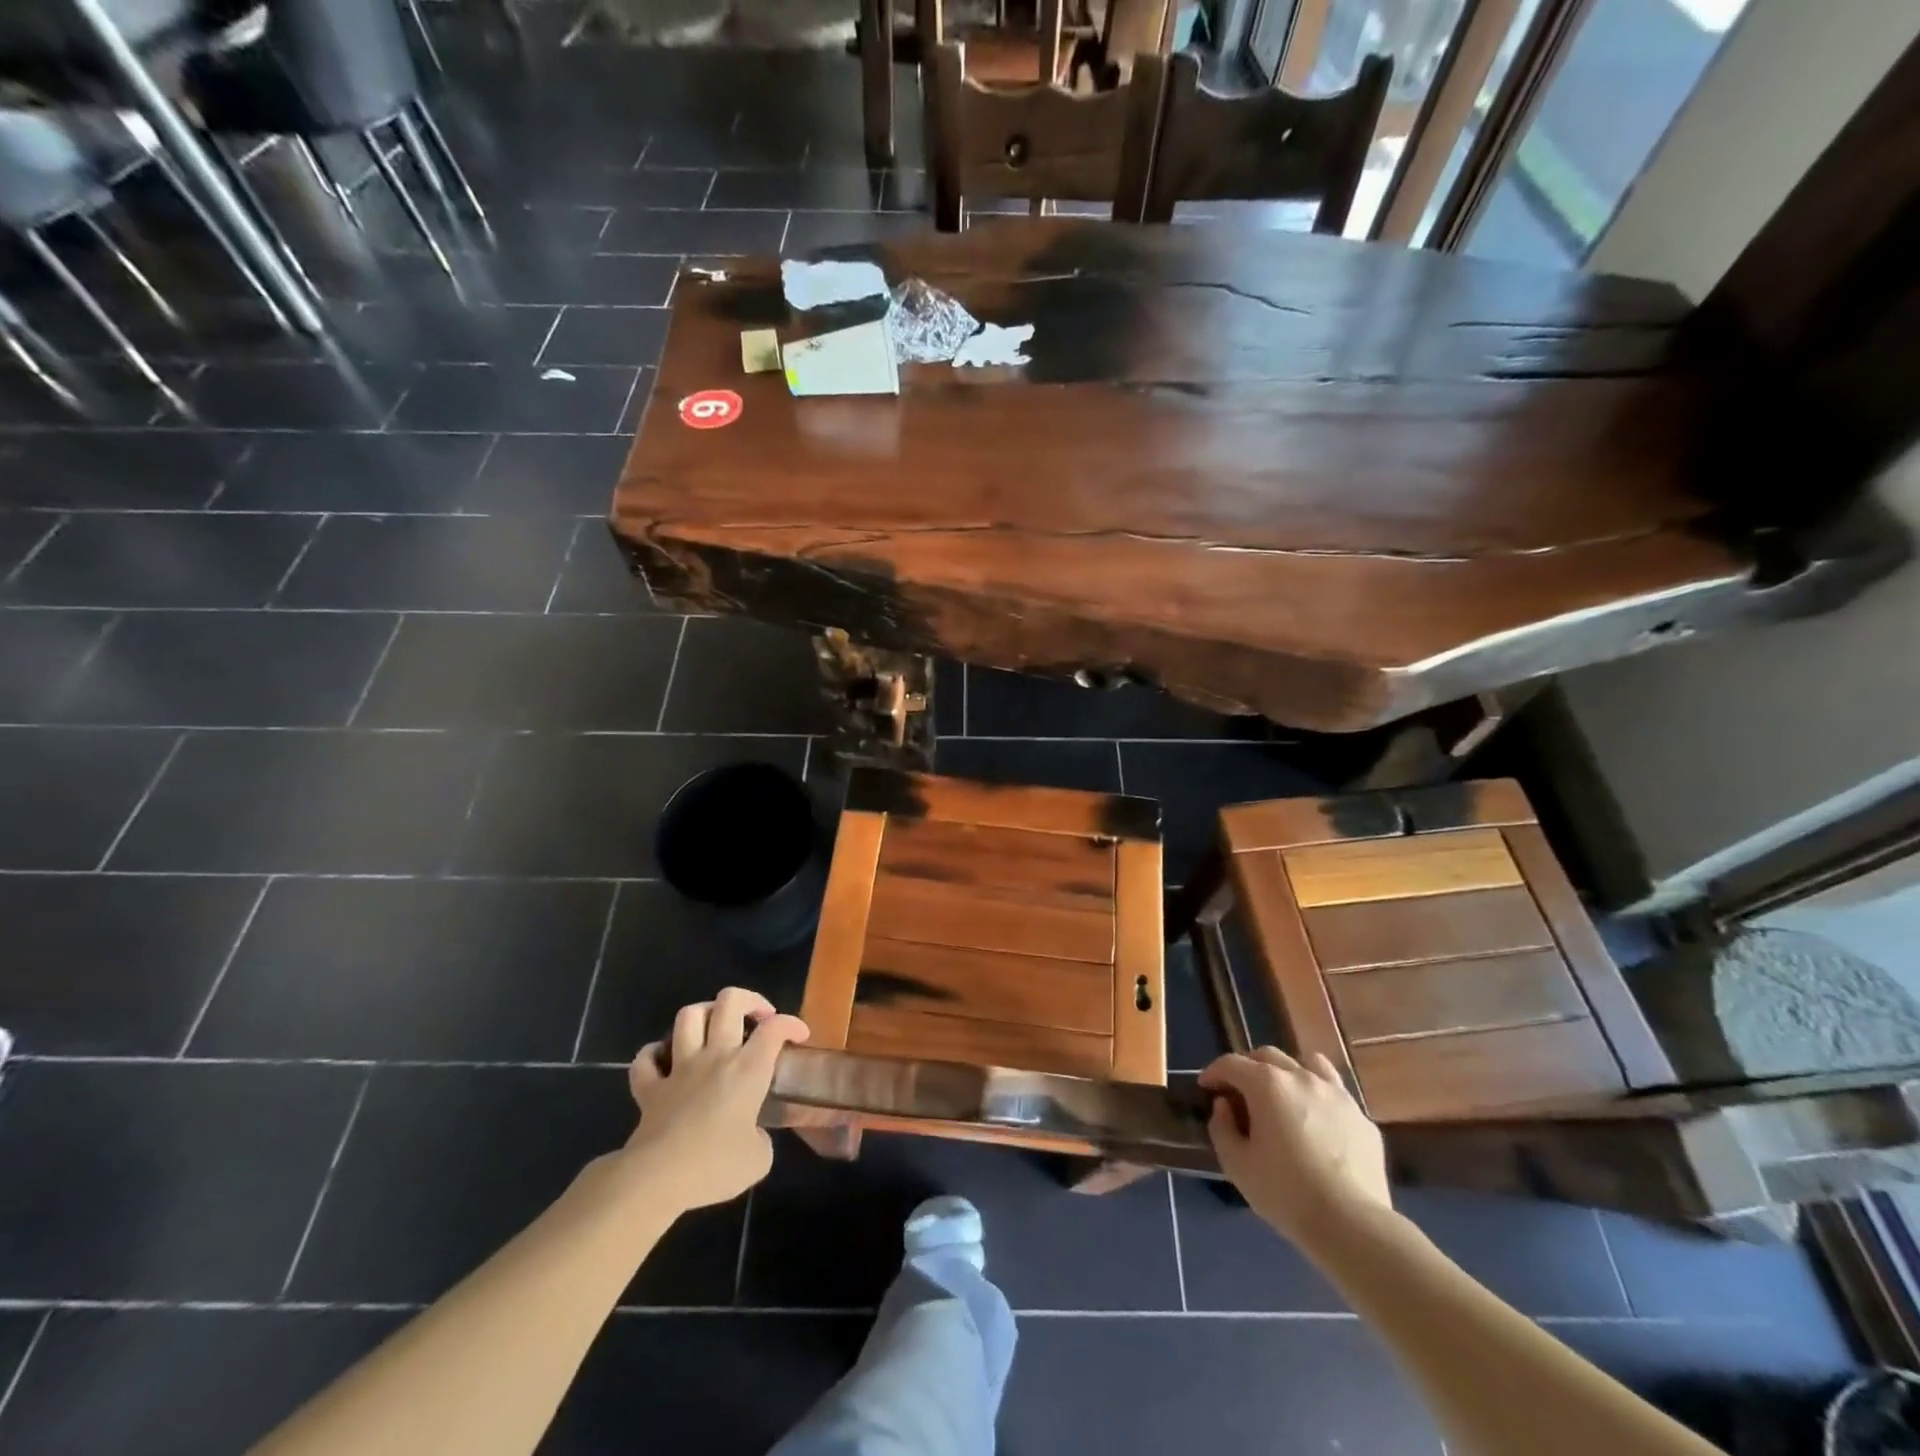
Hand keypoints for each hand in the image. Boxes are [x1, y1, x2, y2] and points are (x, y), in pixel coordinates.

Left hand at [626, 988, 809, 1211]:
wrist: (657, 1179)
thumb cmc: (714, 1166)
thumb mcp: (759, 1160)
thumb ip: (762, 1138)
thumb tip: (753, 1135)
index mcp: (747, 1069)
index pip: (775, 1028)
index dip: (791, 1024)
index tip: (799, 1037)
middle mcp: (715, 1056)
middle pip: (729, 1001)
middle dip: (749, 1000)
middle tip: (759, 1017)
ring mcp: (679, 1068)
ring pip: (688, 1016)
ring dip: (704, 1013)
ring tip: (715, 1026)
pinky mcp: (649, 1088)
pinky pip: (646, 1059)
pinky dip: (655, 1054)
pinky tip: (665, 1060)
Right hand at [1199, 1047, 1390, 1246]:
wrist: (1353, 1225)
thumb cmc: (1286, 1193)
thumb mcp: (1237, 1165)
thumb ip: (1222, 1128)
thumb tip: (1224, 1106)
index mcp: (1267, 1084)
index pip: (1231, 1063)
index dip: (1214, 1072)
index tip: (1206, 1087)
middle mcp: (1301, 1077)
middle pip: (1268, 1056)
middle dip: (1248, 1067)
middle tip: (1240, 1092)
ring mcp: (1336, 1095)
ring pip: (1308, 1064)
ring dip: (1288, 1073)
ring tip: (1284, 1096)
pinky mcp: (1361, 1118)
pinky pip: (1335, 1094)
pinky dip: (1319, 1098)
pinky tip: (1317, 1123)